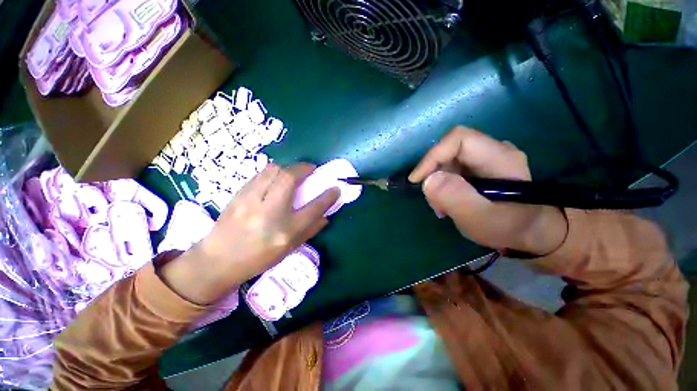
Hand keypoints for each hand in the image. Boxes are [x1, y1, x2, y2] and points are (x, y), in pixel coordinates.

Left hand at [160, 163, 339, 304]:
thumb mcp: (290, 248)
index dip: (328, 195)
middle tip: (311, 169)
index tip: (335, 187)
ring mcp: (251, 201)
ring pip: (273, 170)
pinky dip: (272, 173)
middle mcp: (270, 213)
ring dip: (288, 167)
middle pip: (290, 178)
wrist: (218, 261)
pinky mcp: (239, 195)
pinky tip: (275, 180)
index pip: (314, 208)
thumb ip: (311, 230)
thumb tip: (326, 215)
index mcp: (286, 231)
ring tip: (292, 173)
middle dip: (304, 168)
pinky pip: (260, 175)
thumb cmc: (259, 258)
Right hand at [409, 126, 567, 255]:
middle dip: (433, 173)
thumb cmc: (509, 227)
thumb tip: (428, 180)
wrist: (531, 232)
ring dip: (437, 182)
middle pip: (450, 149)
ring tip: (441, 206)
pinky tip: (446, 202)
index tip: (417, 179)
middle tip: (432, 200)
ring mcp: (486, 158)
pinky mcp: (479, 168)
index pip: (458, 139)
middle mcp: (493, 150)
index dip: (433, 155)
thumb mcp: (481, 218)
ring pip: (448, 160)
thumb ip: (456, 198)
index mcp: (499, 157)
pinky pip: (451, 169)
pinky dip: (442, 185)